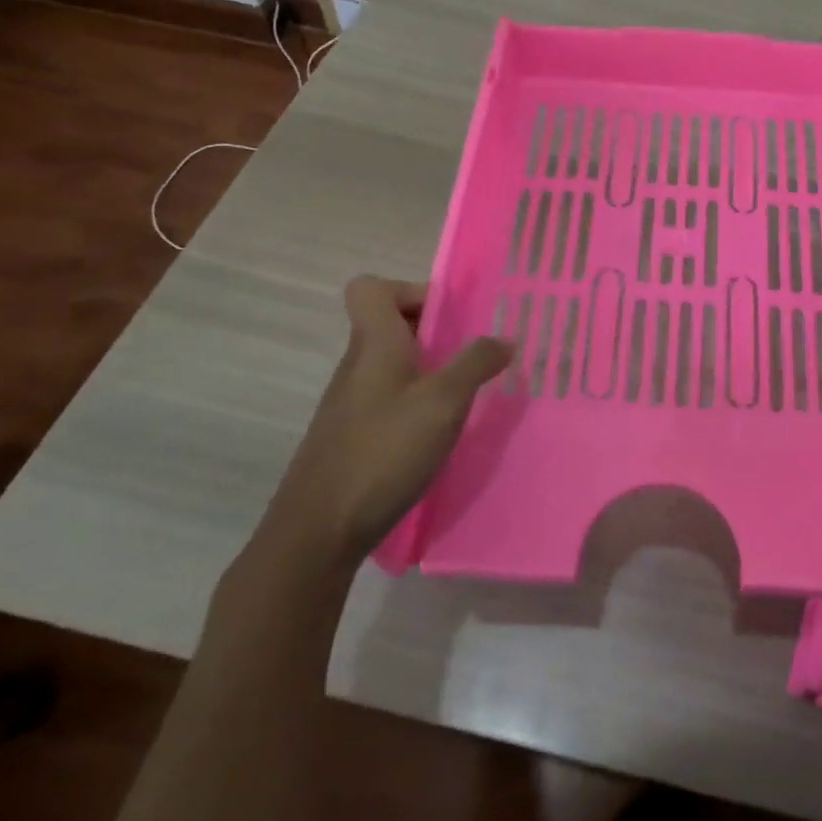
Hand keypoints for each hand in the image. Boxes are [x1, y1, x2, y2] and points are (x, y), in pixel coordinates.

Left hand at [261, 276, 511, 568]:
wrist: (318, 532)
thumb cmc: (384, 451)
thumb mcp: (444, 402)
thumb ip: (476, 364)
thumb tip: (504, 338)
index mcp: (374, 344)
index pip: (370, 288)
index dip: (409, 290)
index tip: (448, 316)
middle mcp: (357, 365)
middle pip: (388, 324)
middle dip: (433, 332)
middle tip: (472, 354)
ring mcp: (350, 403)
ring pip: (391, 364)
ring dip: (428, 369)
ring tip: (465, 395)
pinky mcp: (351, 436)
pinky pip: (388, 398)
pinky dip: (415, 402)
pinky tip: (438, 433)